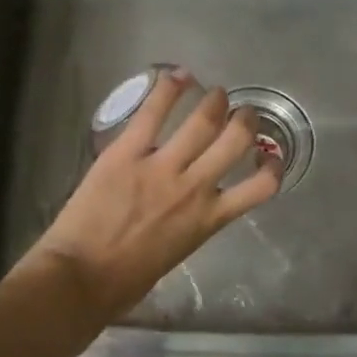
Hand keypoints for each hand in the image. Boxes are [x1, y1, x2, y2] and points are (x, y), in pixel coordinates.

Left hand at [18, 71, 280, 320]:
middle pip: (235, 140)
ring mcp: (162, 167)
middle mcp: (195, 188)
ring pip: (202, 121)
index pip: (260, 188)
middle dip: (245, 121)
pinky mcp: (127, 153)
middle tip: (244, 112)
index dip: (273, 167)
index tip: (270, 157)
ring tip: (218, 93)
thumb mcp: (176, 254)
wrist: (82, 278)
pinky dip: (169, 90)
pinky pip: (153, 113)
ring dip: (215, 101)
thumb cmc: (126, 281)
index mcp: (208, 219)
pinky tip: (178, 76)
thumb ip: (190, 226)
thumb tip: (189, 213)